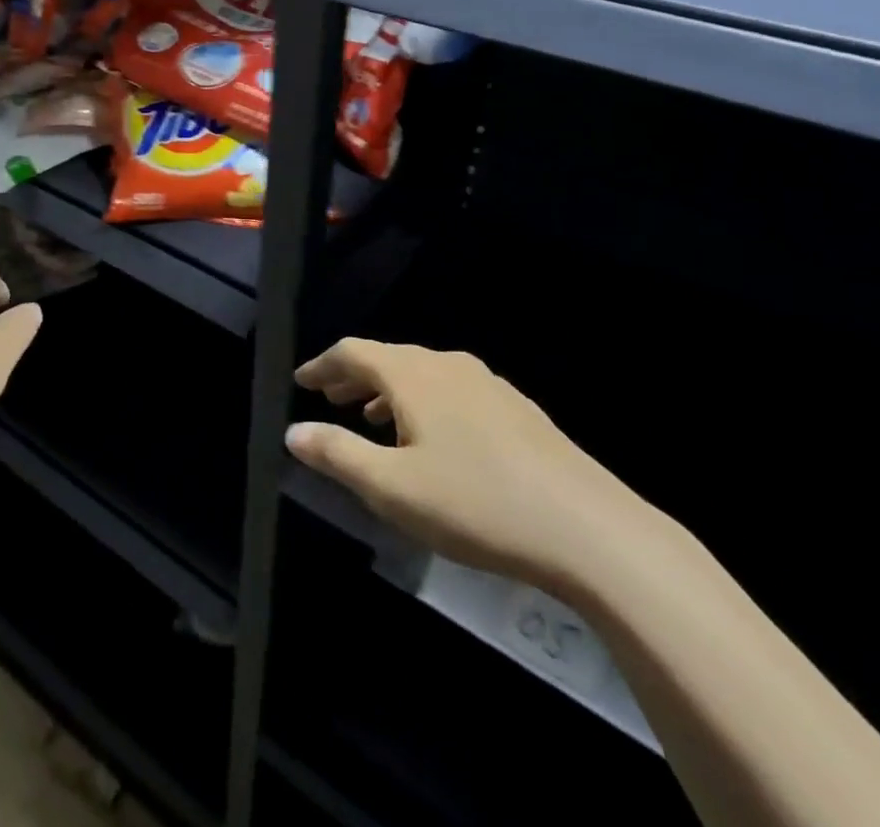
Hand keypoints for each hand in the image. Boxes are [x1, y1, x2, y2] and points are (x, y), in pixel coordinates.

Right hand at [287, 339, 657, 597]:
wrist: (586, 527)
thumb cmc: (476, 504)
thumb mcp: (393, 488)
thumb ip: (338, 455)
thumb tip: (293, 432)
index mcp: (414, 375)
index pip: (354, 352)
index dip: (322, 365)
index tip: (301, 382)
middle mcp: (448, 365)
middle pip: (389, 358)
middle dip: (354, 377)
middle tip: (329, 398)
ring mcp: (487, 383)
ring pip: (423, 374)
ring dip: (389, 391)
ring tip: (372, 419)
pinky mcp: (515, 408)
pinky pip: (452, 390)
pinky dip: (424, 402)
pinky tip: (432, 438)